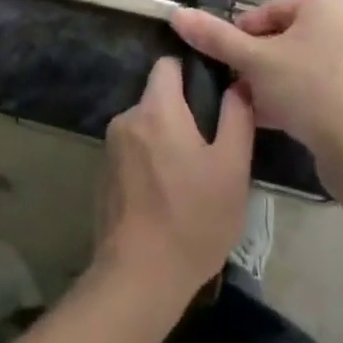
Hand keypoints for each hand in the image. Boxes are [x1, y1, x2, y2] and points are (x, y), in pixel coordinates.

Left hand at [97, 57, 253, 306]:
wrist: (140, 277)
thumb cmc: (193, 218)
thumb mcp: (232, 168)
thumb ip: (237, 117)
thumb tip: (239, 83)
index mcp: (156, 109)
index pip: (168, 65)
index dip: (191, 72)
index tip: (213, 93)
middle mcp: (126, 119)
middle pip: (157, 98)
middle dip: (182, 113)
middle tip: (210, 145)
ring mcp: (110, 148)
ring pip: (146, 127)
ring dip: (165, 139)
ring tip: (191, 174)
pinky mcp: (103, 176)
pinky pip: (133, 152)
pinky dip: (150, 162)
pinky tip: (167, 194)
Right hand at [172, 0, 342, 177]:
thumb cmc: (308, 90)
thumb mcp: (255, 60)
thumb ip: (215, 37)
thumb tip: (176, 14)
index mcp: (322, 7)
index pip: (265, 11)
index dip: (239, 35)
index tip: (224, 61)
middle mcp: (338, 28)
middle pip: (277, 39)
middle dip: (251, 63)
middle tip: (233, 84)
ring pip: (289, 66)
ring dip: (264, 83)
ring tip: (244, 103)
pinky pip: (305, 87)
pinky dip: (284, 99)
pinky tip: (262, 118)